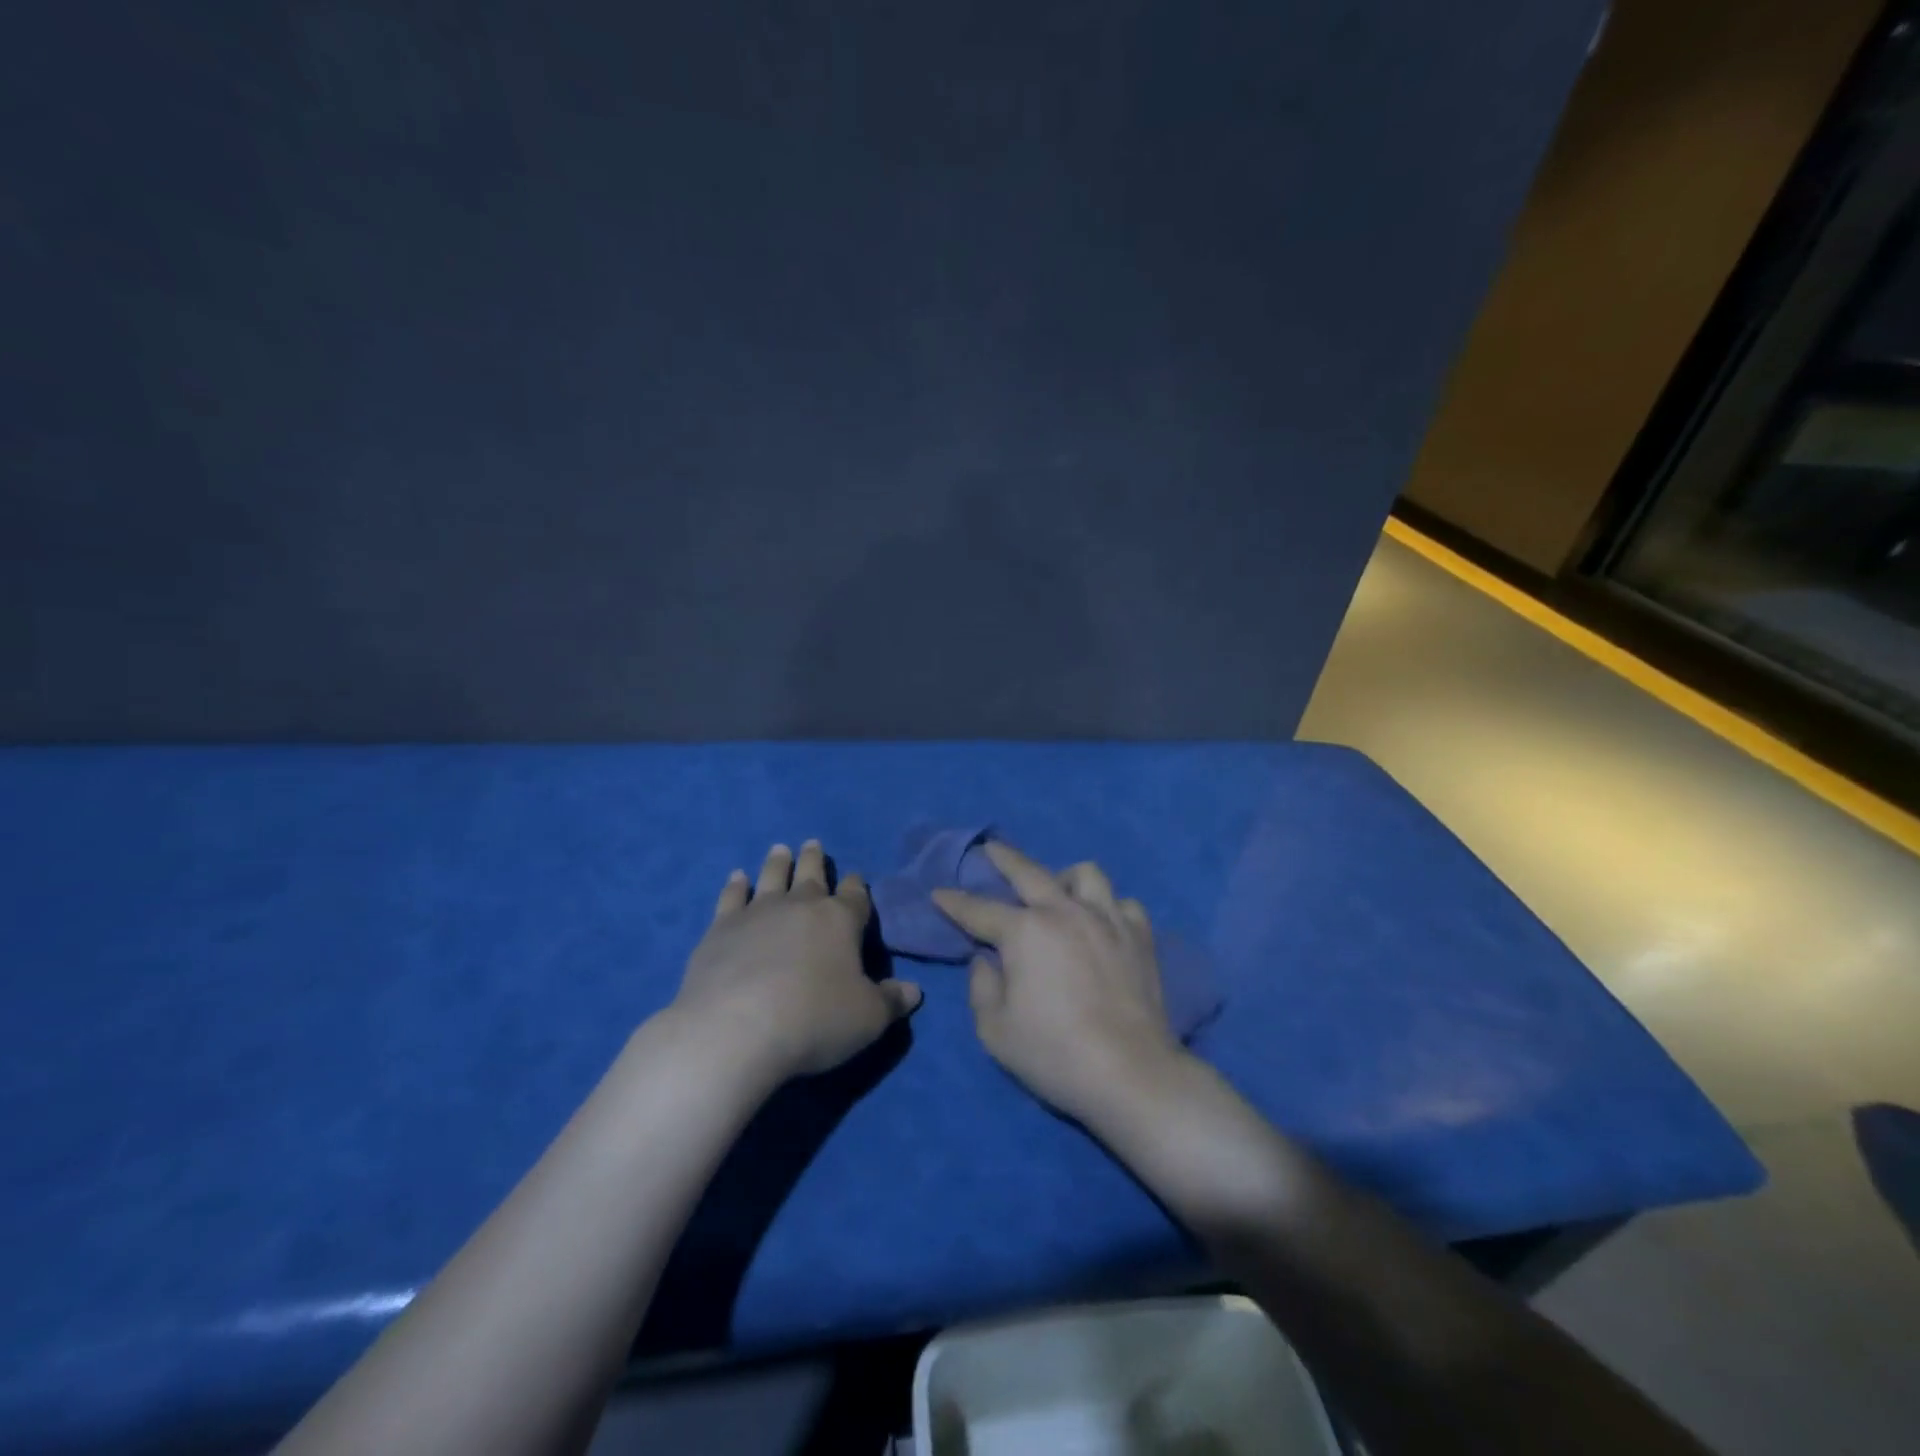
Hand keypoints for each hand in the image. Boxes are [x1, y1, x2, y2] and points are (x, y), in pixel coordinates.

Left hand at [672, 841, 921, 1081]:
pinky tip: (737, 878)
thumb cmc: (813, 1020)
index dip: (856, 886)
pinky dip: (736, 886)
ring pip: (772, 877)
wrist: (735, 1030)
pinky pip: (731, 897)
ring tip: (780, 850)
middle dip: (815, 860)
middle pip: (811, 875)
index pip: (855, 895)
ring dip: (778, 863)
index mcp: (840, 920)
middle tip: (813, 844)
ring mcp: (757, 912)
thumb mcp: (867, 1019)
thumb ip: (890, 1002)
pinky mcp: (721, 928)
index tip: (855, 877)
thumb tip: (913, 991)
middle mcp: (800, 906)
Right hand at [932, 842, 1184, 1126]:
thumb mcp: (995, 1029)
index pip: (979, 910)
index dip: (954, 901)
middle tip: (990, 849)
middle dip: (1003, 857)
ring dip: (1064, 878)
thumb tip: (986, 960)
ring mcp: (1107, 920)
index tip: (939, 892)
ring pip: (1085, 874)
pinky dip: (1108, 908)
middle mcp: (1065, 912)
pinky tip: (1101, 924)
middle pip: (1029, 871)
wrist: (1130, 1073)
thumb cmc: (1053, 1053)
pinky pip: (1123, 904)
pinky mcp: (1140, 937)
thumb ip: (982, 987)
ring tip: (1058, 893)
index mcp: (1025, 932)